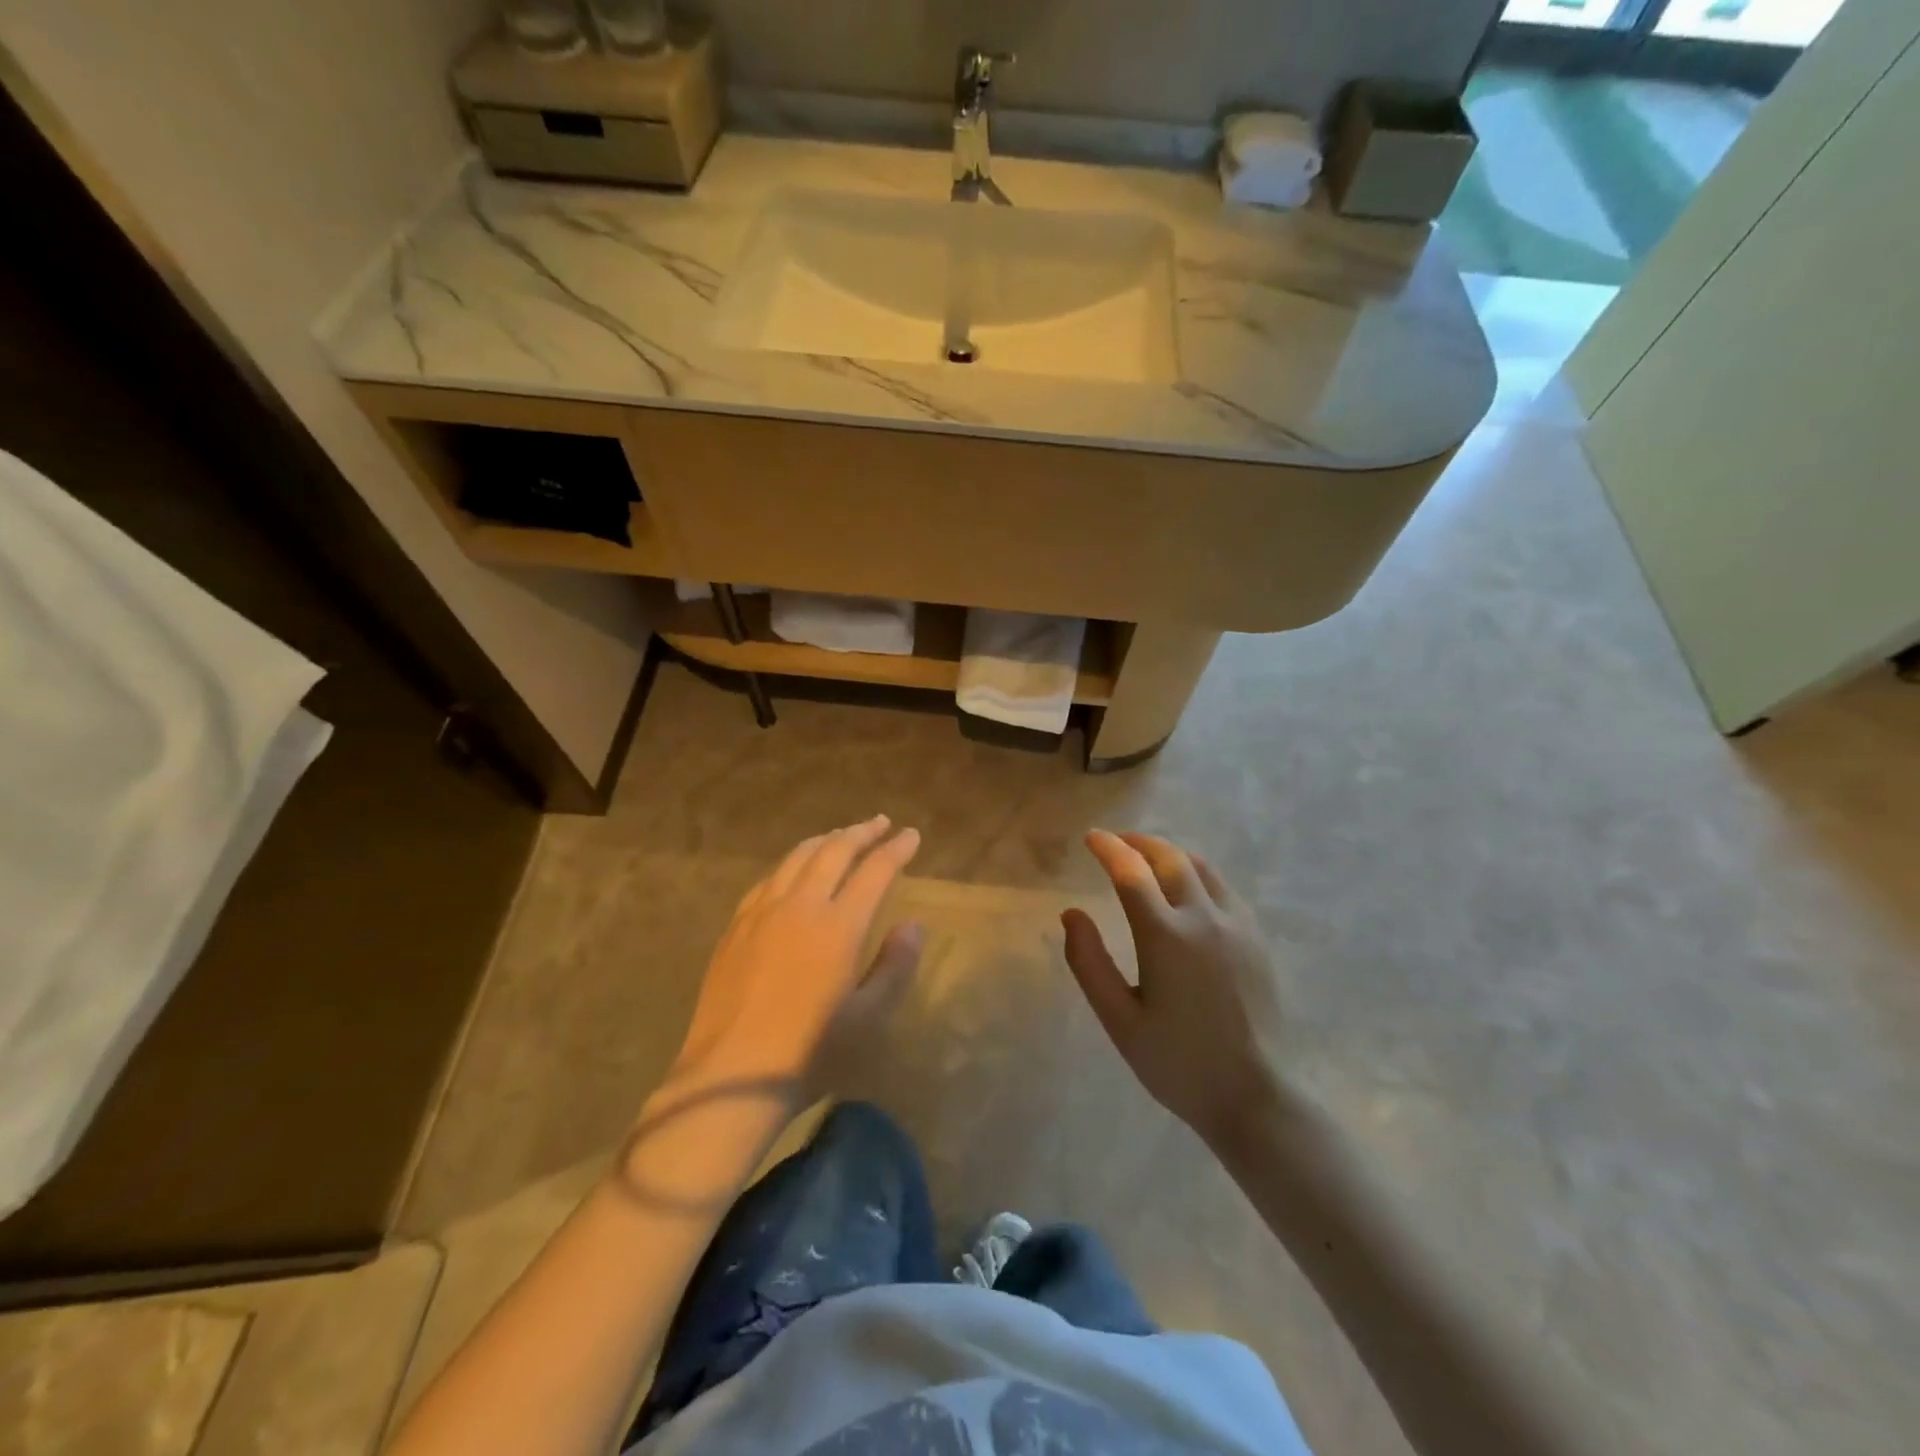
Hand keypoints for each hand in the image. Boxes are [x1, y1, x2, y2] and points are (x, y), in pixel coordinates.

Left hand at [672, 816, 922, 1102]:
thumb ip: (894, 966)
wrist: (732, 1076)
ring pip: (797, 857)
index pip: (875, 870)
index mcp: (839, 926)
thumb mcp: (868, 1017)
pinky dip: (791, 863)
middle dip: (862, 832)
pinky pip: (768, 878)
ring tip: (841, 835)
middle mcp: (801, 905)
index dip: (896, 849)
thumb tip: (913, 925)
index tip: (911, 835)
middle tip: (880, 823)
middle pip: (835, 851)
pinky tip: (794, 869)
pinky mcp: (736, 926)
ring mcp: (763, 912)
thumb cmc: (810, 1052)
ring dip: (825, 840)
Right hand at [1062, 830, 1284, 1148]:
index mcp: (1165, 937)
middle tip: (1116, 843)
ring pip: (1201, 867)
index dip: (1108, 848)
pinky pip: (1223, 887)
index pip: (1131, 872)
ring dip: (1169, 853)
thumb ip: (1089, 962)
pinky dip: (1197, 873)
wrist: (1255, 1096)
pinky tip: (1188, 889)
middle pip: (1169, 858)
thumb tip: (1071, 913)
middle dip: (1139, 843)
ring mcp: (1236, 925)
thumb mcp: (1119, 1020)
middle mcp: (1203, 919)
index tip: (1091, 837)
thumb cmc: (1178, 1063)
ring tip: (1148, 858)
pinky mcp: (1256, 938)